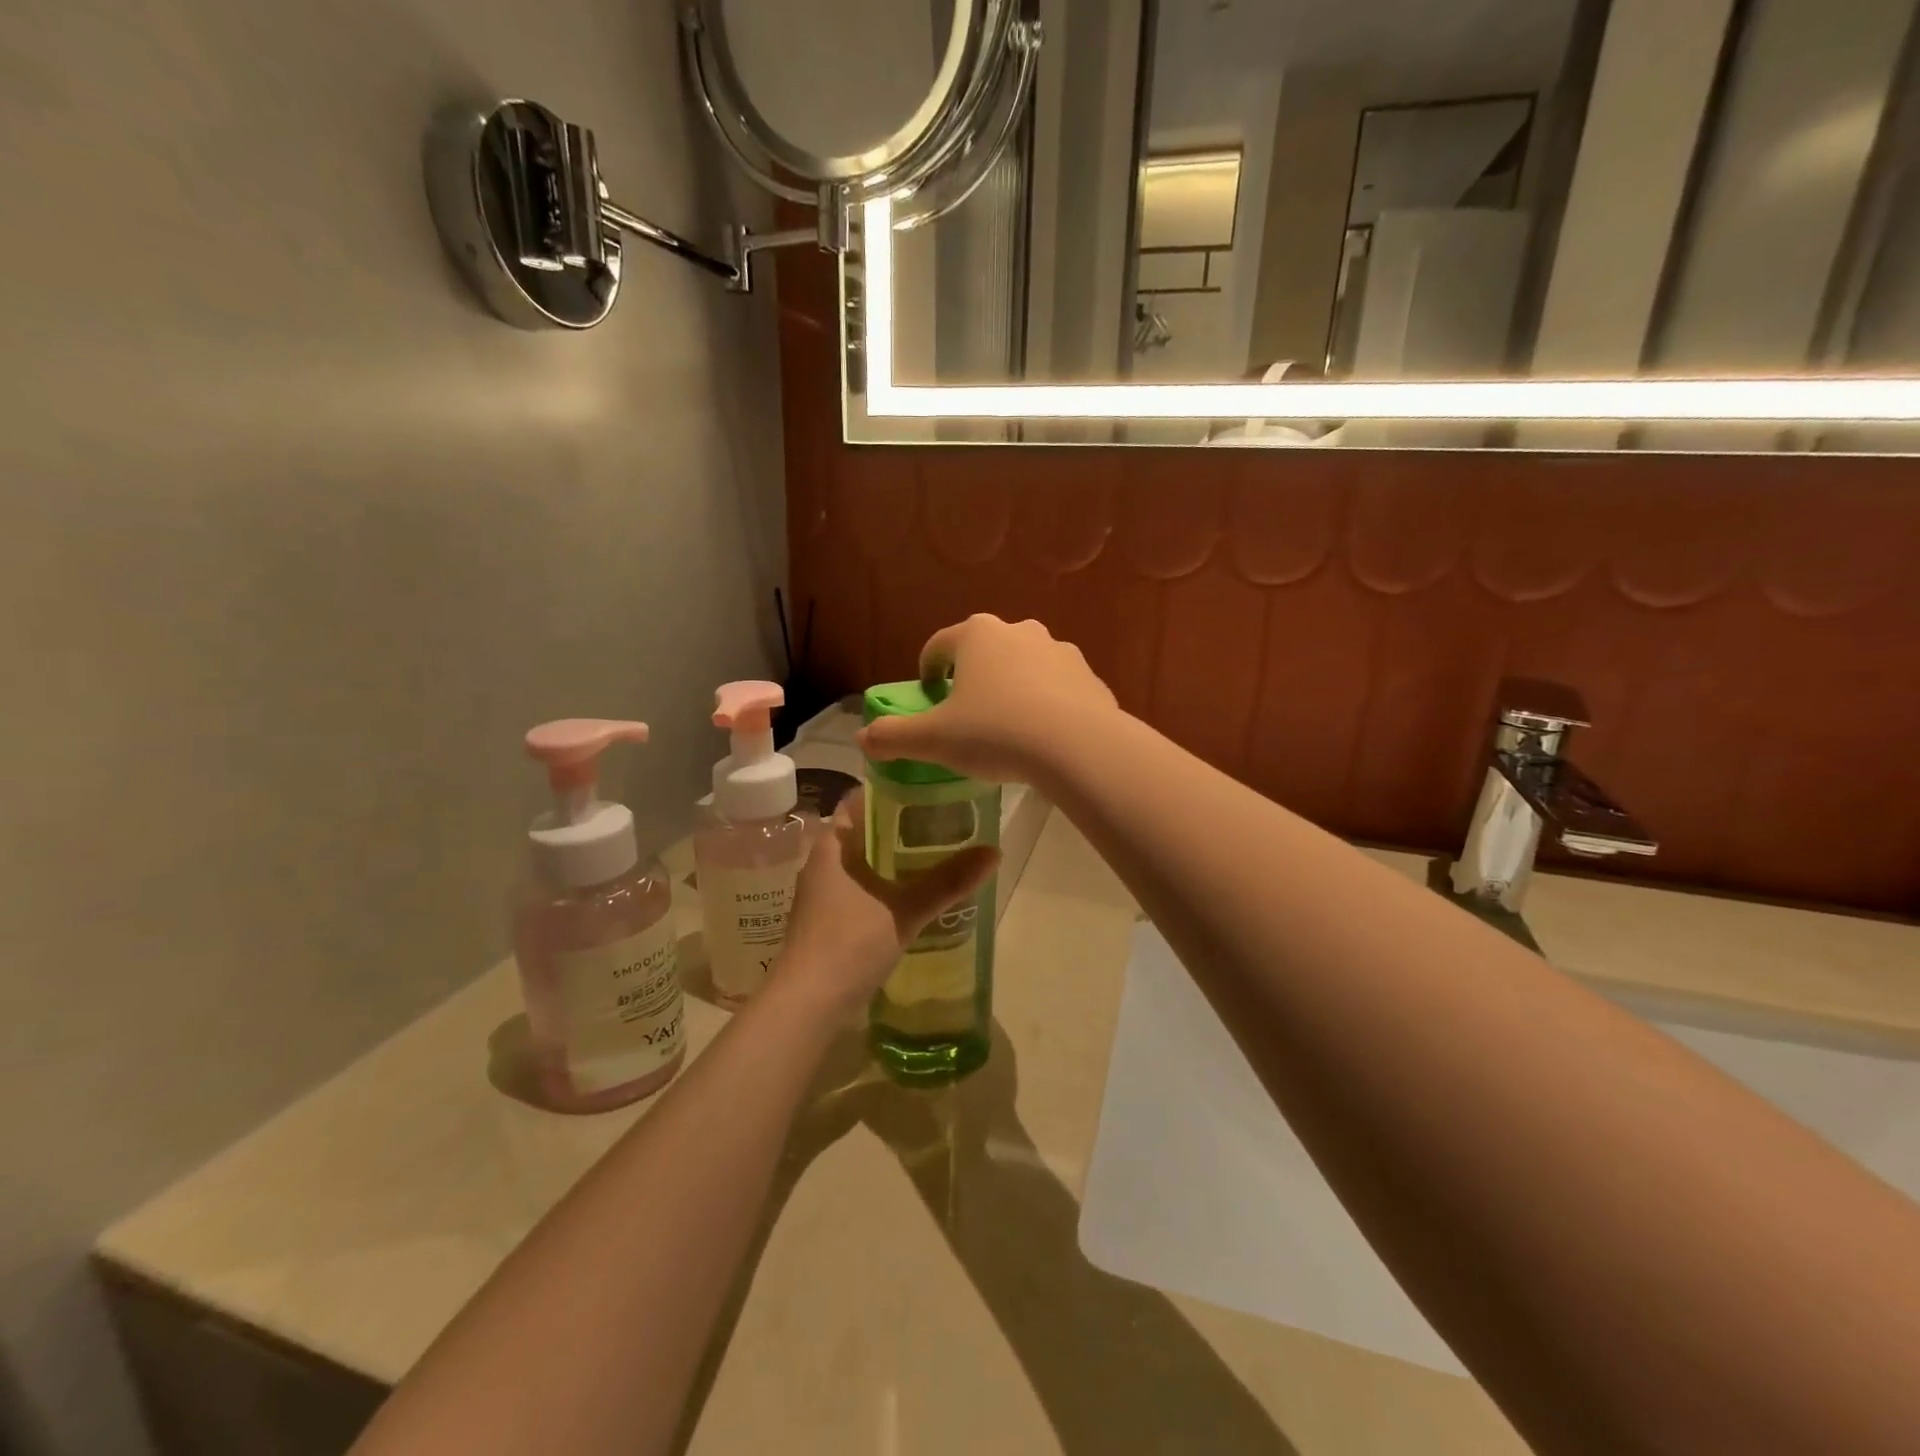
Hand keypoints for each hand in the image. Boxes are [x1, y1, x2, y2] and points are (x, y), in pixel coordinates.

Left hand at [774, 789, 999, 1012]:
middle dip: (899, 827)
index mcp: (832, 845)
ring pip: (862, 863)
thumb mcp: (906, 909)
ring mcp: (821, 893)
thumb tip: (994, 852)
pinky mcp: (826, 921)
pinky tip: (913, 895)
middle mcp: (822, 862)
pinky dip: (884, 885)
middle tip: (942, 822)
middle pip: (864, 831)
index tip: (927, 790)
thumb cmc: (850, 943)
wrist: (807, 1004)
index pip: (860, 800)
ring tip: (935, 855)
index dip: (891, 791)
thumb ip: (948, 880)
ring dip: (892, 859)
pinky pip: (860, 889)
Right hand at [856, 615, 1117, 785]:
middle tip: (967, 716)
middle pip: (985, 653)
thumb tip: (862, 738)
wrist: (1077, 746)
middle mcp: (1019, 631)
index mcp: (977, 635)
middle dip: (973, 679)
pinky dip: (1046, 706)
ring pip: (1024, 668)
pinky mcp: (1089, 677)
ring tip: (1008, 730)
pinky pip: (1058, 689)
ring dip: (1012, 690)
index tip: (928, 696)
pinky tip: (1043, 739)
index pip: (939, 645)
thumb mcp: (934, 740)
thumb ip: (893, 736)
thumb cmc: (995, 732)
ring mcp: (1060, 651)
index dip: (928, 670)